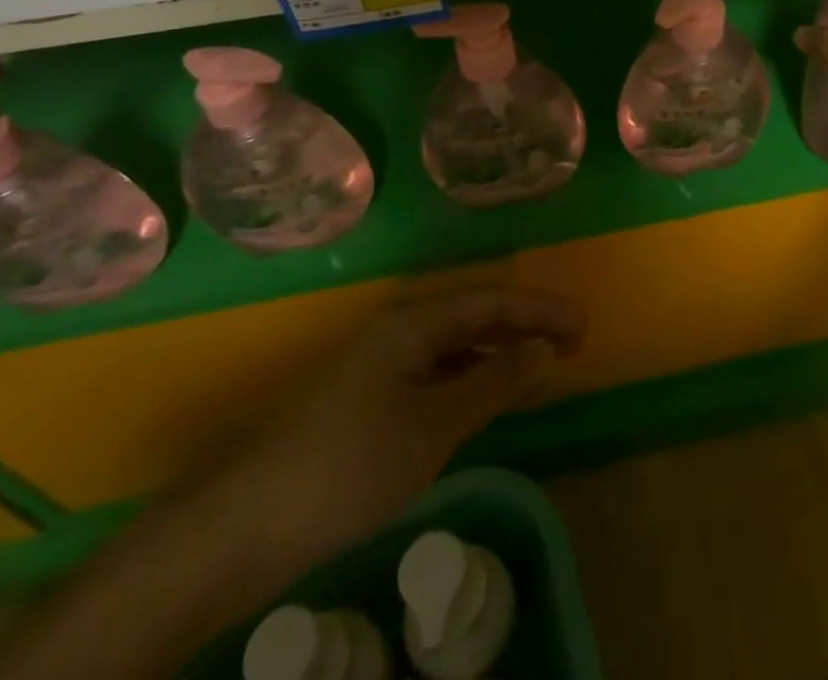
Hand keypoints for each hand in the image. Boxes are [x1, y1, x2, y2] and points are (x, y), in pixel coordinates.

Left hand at [212, 287, 584, 560]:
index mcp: (414, 322)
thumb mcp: (432, 428)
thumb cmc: (348, 467)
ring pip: (454, 345)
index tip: (583, 328)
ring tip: (539, 369)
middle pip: (474, 315)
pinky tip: (484, 400)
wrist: (244, 528)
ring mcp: (380, 365)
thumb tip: (542, 349)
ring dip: (498, 353)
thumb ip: (491, 384)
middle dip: (524, 327)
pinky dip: (469, 380)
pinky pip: (435, 374)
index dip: (540, 310)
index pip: (492, 300)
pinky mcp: (368, 400)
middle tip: (571, 346)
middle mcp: (398, 331)